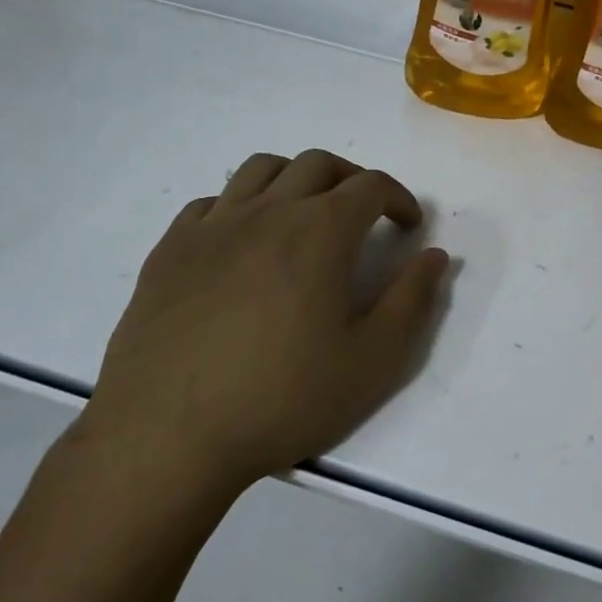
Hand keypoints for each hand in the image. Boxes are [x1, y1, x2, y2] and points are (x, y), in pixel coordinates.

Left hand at [78, 150, 449, 513]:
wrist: (167, 436)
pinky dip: (242, 205)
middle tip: (364, 215)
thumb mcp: (372, 361)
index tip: (408, 225)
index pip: (371, 185)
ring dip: (296, 179)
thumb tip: (435, 256)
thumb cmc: (282, 399)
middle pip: (318, 164)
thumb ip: (412, 301)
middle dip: (353, 179)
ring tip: (305, 216)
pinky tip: (245, 243)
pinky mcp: (171, 250)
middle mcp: (267, 211)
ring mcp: (212, 226)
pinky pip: (213, 202)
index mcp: (320, 231)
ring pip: (261, 169)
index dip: (398, 198)